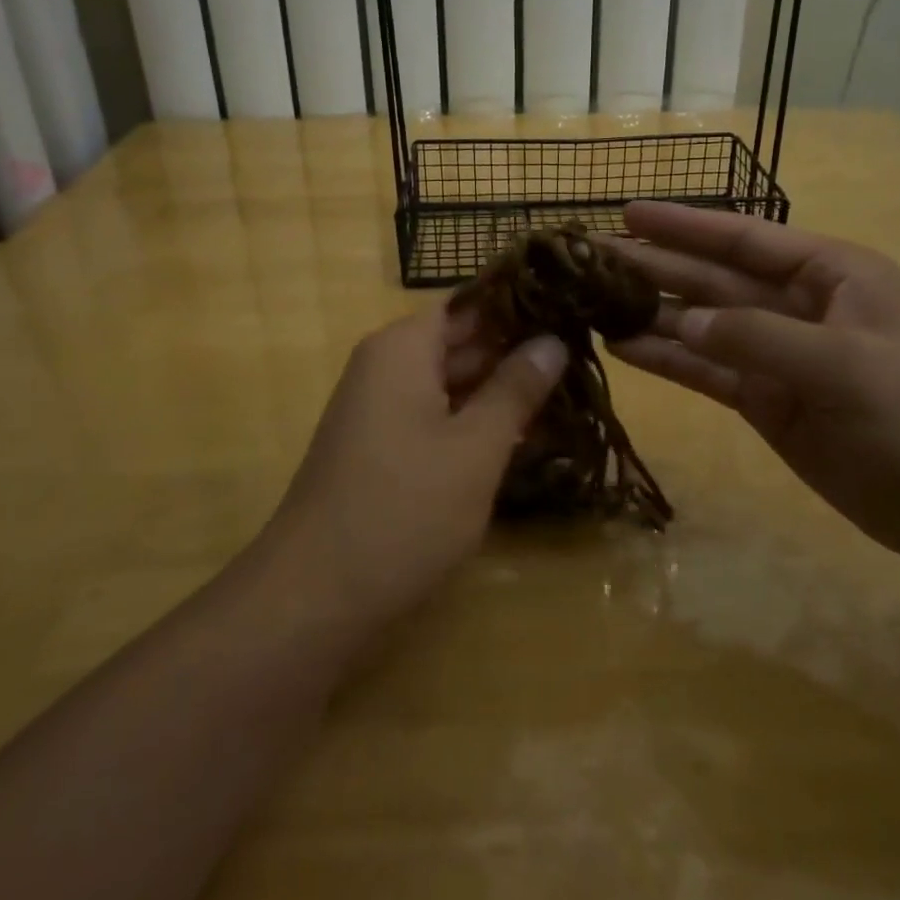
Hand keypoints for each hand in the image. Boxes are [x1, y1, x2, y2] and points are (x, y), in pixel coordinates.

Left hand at [263, 306, 565, 624]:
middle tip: (584, 351)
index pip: (469, 302)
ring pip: (453, 381)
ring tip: (571, 388)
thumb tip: (553, 341)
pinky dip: (478, 419)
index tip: (570, 304)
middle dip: (518, 348)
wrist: (314, 597)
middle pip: (462, 340)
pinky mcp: (384, 447)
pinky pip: (438, 415)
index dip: (519, 302)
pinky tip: (527, 433)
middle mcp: (387, 366)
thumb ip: (516, 389)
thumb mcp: (475, 448)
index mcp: (403, 347)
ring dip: (503, 388)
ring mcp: (382, 409)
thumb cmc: (403, 509)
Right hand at [605, 202, 899, 576]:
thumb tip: (682, 322)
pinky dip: (669, 361)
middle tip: (590, 258)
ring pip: (703, 325)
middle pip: (713, 279)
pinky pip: (708, 373)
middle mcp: (798, 306)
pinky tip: (623, 349)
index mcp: (830, 273)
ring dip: (652, 314)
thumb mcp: (846, 364)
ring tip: (591, 302)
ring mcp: (780, 357)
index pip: (743, 238)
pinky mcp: (768, 403)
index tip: (628, 213)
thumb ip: (757, 337)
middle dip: (656, 266)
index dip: (685, 224)